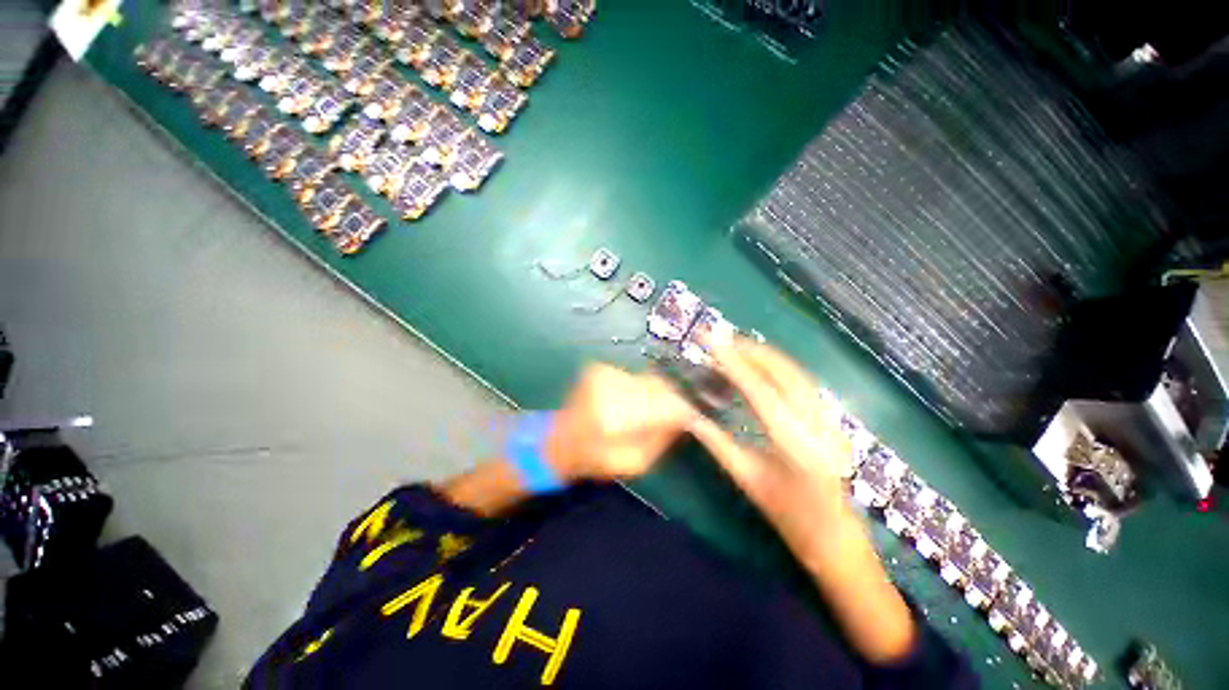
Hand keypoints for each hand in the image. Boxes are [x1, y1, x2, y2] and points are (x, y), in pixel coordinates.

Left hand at [546, 364, 694, 482]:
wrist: (560, 440)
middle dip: (669, 401)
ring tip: (641, 413)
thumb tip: (686, 417)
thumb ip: (662, 438)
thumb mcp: (635, 463)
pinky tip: (627, 403)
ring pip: (649, 380)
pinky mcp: (601, 368)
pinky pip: (635, 377)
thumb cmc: (596, 458)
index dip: (684, 410)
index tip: (691, 418)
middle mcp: (611, 388)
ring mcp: (604, 374)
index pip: (666, 404)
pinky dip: (638, 389)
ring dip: (653, 395)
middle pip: (660, 387)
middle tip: (669, 417)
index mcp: (616, 417)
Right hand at [687, 338, 856, 555]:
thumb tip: (689, 414)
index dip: (733, 363)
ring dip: (766, 355)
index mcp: (795, 446)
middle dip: (752, 351)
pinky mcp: (832, 419)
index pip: (760, 392)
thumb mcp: (746, 478)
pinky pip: (804, 382)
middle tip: (722, 338)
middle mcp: (819, 426)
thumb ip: (716, 442)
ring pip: (798, 373)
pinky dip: (780, 366)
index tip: (712, 342)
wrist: (835, 536)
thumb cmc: (786, 515)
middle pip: (785, 373)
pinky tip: (762, 363)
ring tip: (737, 345)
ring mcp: (831, 420)